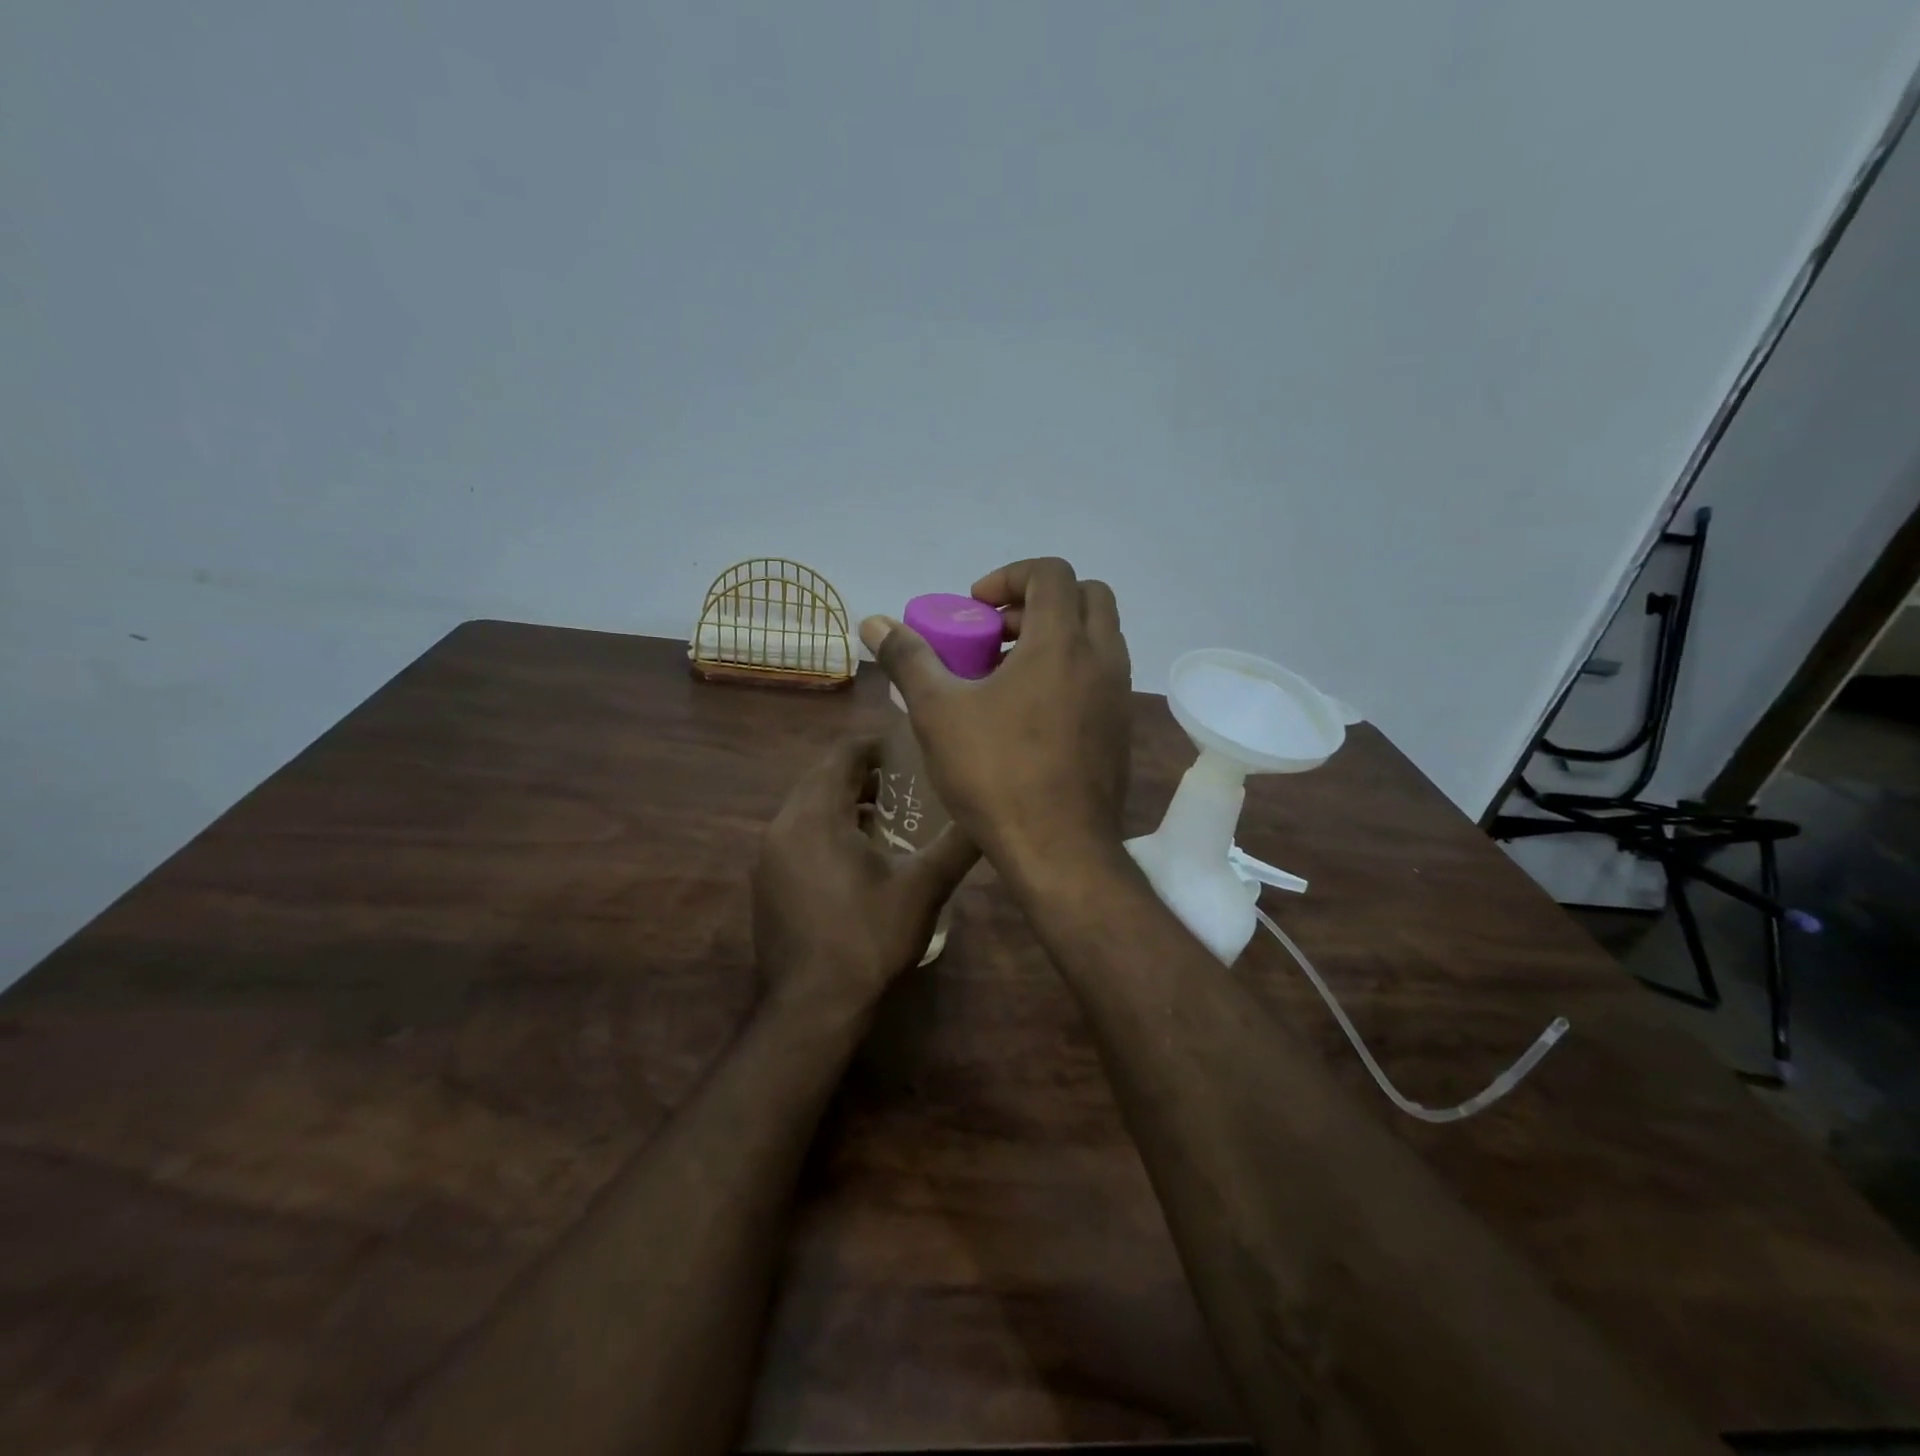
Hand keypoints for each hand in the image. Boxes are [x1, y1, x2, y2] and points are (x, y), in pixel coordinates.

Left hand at [753, 738, 978, 1019]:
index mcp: (816, 815)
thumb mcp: (923, 887)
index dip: (876, 746)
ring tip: (887, 820)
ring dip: (843, 805)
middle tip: (905, 784)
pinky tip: (857, 859)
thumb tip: (990, 815)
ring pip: (808, 809)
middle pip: (822, 778)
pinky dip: (825, 831)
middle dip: (862, 775)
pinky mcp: (766, 882)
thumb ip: (957, 844)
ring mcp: (768, 856)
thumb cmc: (868, 937)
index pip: (842, 755)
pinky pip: (797, 836)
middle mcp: (783, 825)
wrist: (812, 1005)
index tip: (908, 751)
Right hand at [858, 558, 1131, 874]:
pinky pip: (1102, 675)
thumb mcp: (938, 712)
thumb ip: (908, 658)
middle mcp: (1102, 658)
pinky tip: (1032, 712)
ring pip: (1099, 637)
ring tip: (1009, 672)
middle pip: (1086, 595)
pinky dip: (1072, 670)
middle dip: (1039, 600)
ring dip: (1057, 635)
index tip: (975, 607)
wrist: (1060, 850)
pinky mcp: (1122, 728)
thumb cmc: (996, 774)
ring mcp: (1120, 695)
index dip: (1010, 576)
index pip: (1051, 572)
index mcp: (1061, 642)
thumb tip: (873, 622)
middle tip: (997, 632)